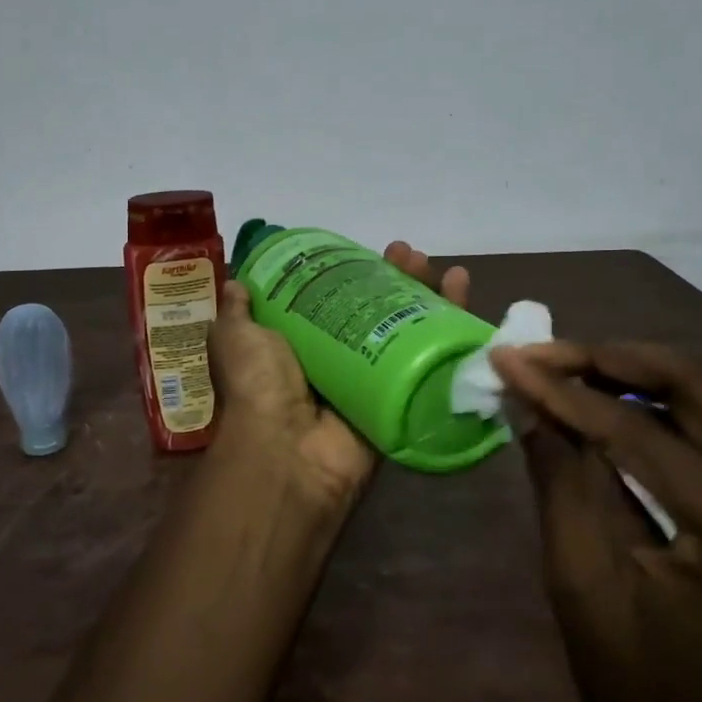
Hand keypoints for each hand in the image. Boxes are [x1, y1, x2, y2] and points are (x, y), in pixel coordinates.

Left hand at [208, 242, 469, 510]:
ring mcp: (373, 381)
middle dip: (399, 280)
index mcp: (302, 345)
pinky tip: (465, 299)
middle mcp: (339, 361)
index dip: (355, 273)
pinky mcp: (401, 400)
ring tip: (444, 270)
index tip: (369, 251)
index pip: (335, 299)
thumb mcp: (236, 339)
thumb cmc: (258, 386)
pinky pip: (432, 364)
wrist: (287, 451)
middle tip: (412, 256)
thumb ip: (238, 312)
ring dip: (430, 298)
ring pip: (409, 332)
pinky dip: (453, 333)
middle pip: (379, 311)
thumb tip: (237, 283)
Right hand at [491, 341, 701, 701]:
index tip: (507, 358)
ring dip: (635, 376)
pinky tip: (608, 410)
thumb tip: (530, 404)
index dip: (564, 389)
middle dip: (611, 358)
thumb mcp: (585, 590)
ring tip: (565, 373)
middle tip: (543, 355)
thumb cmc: (650, 699)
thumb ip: (560, 483)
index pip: (640, 430)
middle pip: (699, 384)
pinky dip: (659, 410)